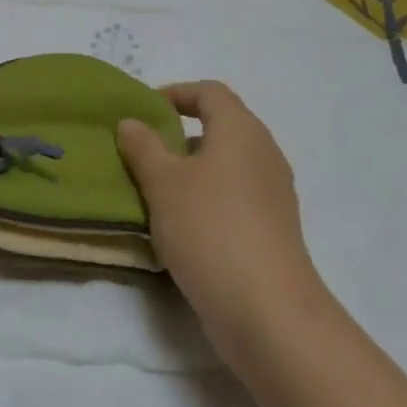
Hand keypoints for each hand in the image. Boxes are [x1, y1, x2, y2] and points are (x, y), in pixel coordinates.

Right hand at [117, 81, 329, 364]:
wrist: (269, 313)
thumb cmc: (210, 229)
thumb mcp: (163, 182)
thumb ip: (143, 146)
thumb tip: (131, 122)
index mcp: (241, 130)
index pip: (209, 92)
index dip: (175, 93)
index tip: (143, 111)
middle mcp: (263, 154)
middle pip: (221, 127)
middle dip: (180, 135)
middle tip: (143, 151)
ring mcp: (274, 195)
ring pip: (227, 165)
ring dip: (191, 171)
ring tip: (155, 190)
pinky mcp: (274, 230)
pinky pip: (235, 198)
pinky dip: (207, 199)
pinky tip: (181, 226)